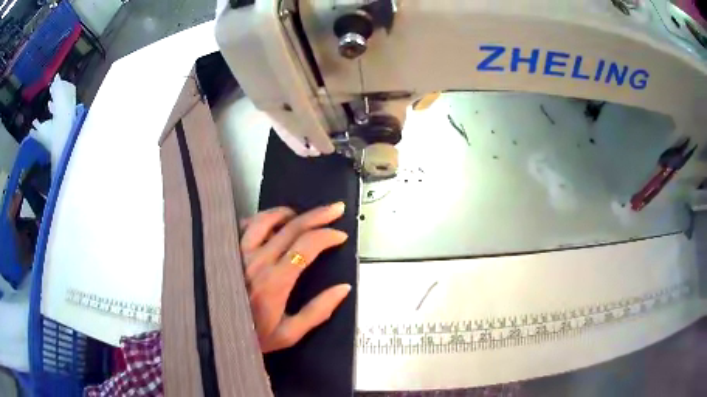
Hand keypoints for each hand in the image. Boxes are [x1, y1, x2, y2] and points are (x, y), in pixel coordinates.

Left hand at [240, 202, 351, 352]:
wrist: (216, 334)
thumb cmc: (254, 336)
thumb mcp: (289, 334)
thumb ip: (318, 311)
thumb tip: (344, 288)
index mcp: (274, 281)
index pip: (306, 246)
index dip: (327, 236)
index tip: (341, 235)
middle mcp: (256, 260)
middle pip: (291, 226)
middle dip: (318, 215)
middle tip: (335, 208)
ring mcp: (238, 251)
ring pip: (265, 219)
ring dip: (288, 213)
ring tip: (300, 215)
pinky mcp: (225, 248)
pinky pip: (243, 224)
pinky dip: (260, 219)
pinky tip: (268, 224)